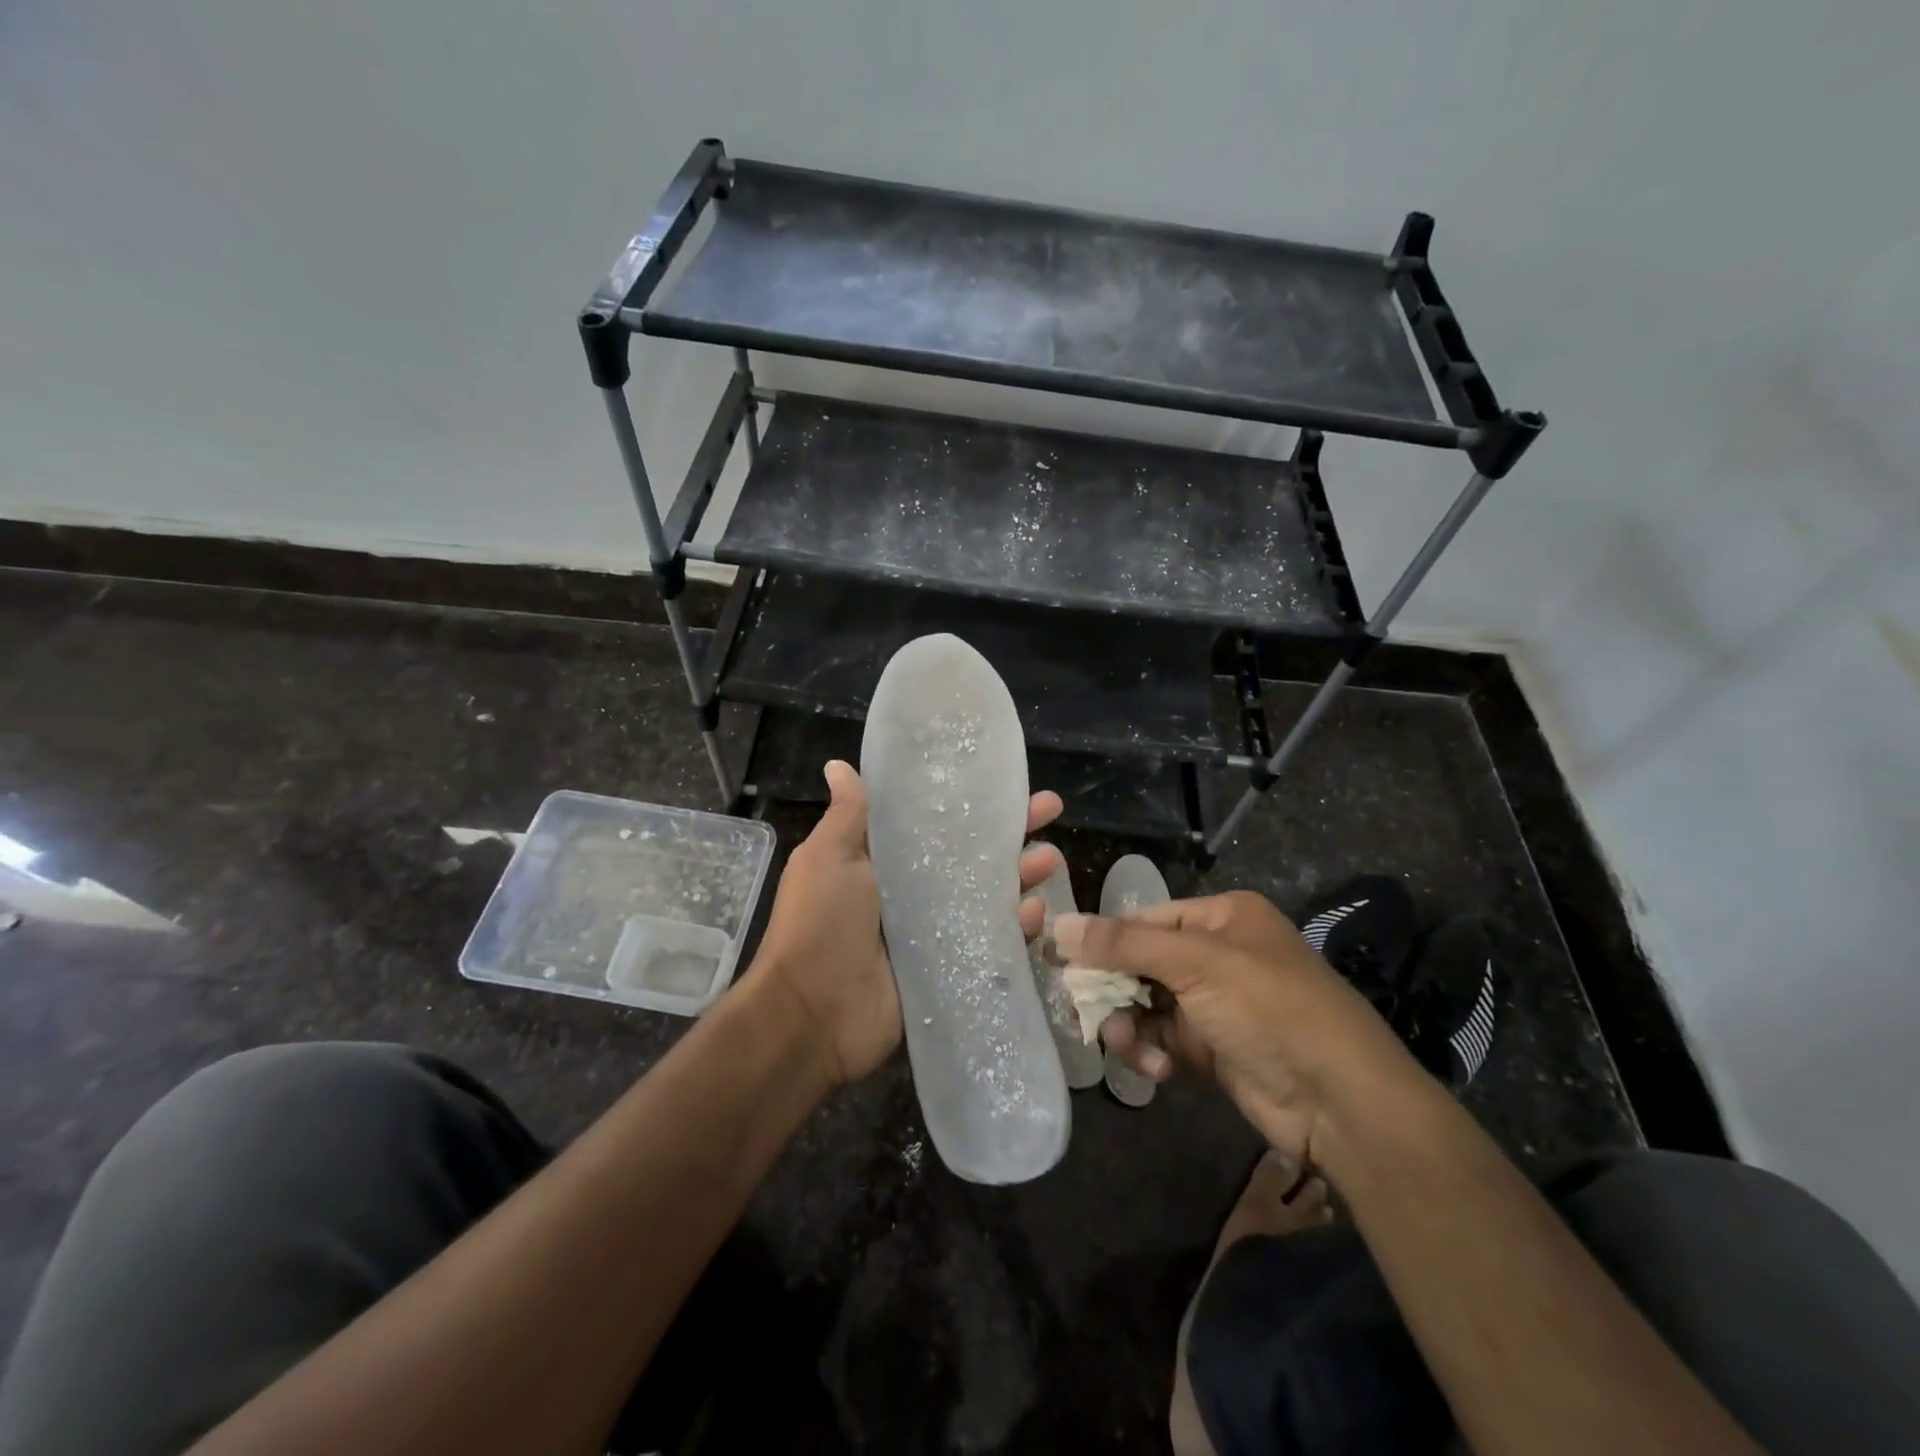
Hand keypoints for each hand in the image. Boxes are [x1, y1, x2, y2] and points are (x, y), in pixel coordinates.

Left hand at [753, 759, 1066, 1087]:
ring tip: (1052, 858)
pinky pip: (989, 940)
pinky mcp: (950, 966)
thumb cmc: (820, 923)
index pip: (935, 820)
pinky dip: (1015, 926)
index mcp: (883, 860)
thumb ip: (848, 815)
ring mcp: (934, 930)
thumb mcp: (828, 858)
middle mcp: (911, 890)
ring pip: (988, 894)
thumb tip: (836, 764)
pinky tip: (1037, 911)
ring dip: (1021, 873)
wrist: (813, 1015)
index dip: (967, 800)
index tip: (1001, 779)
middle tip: (1050, 807)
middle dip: (1009, 830)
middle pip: (970, 853)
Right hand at [1054, 892, 1425, 1161]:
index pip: (1146, 919)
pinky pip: (1164, 1040)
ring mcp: (1217, 1004)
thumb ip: (1123, 945)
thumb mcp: (1196, 965)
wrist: (1341, 1102)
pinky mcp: (1215, 1049)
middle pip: (1142, 963)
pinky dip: (1153, 1052)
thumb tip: (1057, 925)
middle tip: (1085, 1010)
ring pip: (1148, 1005)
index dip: (1105, 939)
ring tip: (1122, 1044)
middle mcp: (1218, 954)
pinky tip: (1158, 1068)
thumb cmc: (1269, 1008)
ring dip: (1130, 1025)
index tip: (1063, 961)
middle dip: (1114, 989)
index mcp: (1223, 917)